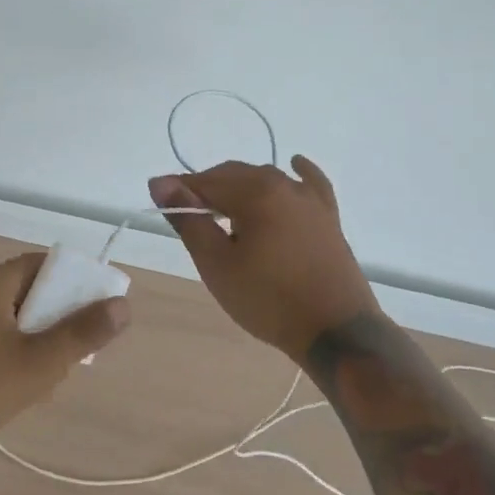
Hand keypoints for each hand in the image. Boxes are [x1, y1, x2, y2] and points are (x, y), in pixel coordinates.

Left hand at [0, 253, 130, 466]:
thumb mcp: (38, 363)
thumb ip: (82, 333)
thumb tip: (122, 304)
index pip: (47, 264)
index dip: (78, 283)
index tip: (98, 316)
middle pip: (33, 292)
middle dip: (58, 323)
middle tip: (72, 359)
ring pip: (16, 321)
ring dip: (38, 346)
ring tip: (44, 383)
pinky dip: (14, 357)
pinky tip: (17, 392)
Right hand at [149, 158, 379, 359]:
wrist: (335, 331)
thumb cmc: (267, 299)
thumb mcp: (217, 264)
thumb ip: (189, 220)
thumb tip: (160, 183)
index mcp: (254, 193)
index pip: (205, 181)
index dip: (179, 190)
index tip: (159, 201)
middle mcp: (283, 185)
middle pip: (234, 175)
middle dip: (207, 188)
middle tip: (188, 216)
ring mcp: (310, 200)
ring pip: (266, 178)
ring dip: (240, 187)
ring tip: (222, 210)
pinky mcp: (328, 218)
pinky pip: (310, 184)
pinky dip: (298, 172)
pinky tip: (294, 164)